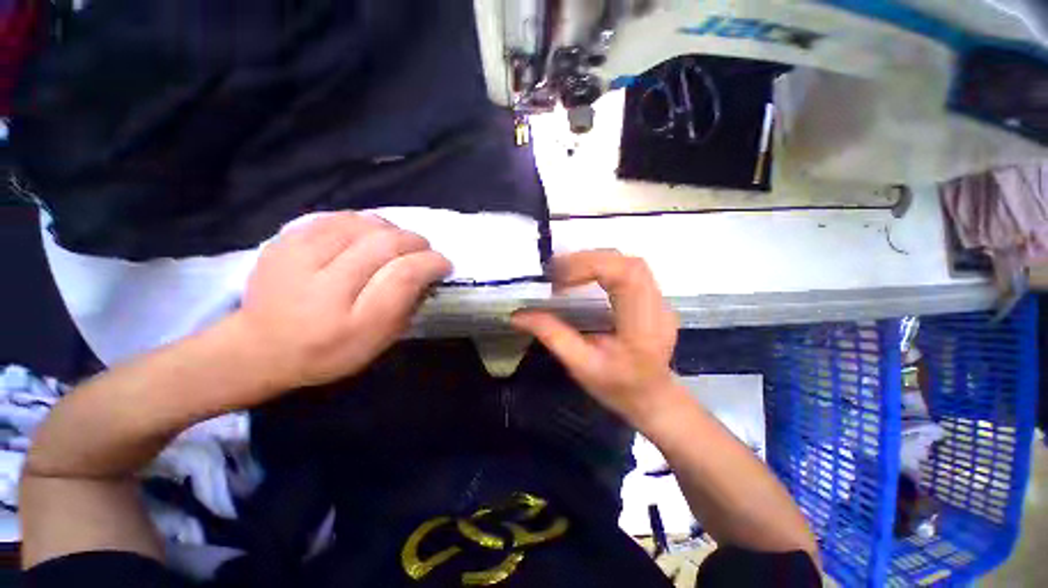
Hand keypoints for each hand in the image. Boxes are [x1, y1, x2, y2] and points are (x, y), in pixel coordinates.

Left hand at [232, 212, 450, 390]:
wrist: (261, 347)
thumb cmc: (330, 351)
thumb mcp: (379, 341)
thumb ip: (407, 306)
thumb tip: (427, 273)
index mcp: (354, 322)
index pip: (404, 275)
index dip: (431, 263)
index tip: (443, 263)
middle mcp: (326, 286)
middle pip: (386, 244)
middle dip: (416, 242)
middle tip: (424, 250)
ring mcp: (299, 258)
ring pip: (363, 224)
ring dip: (392, 229)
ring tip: (398, 241)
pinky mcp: (285, 240)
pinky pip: (337, 217)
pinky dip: (363, 222)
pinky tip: (368, 235)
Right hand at [511, 250, 681, 427]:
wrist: (652, 398)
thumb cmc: (617, 387)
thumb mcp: (580, 366)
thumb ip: (551, 335)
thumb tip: (518, 315)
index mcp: (642, 328)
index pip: (626, 277)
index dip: (591, 267)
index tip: (558, 278)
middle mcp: (658, 309)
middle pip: (630, 264)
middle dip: (590, 260)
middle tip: (557, 271)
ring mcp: (661, 302)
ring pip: (631, 263)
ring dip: (597, 260)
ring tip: (568, 271)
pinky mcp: (655, 299)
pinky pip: (631, 271)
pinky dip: (605, 266)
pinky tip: (586, 276)